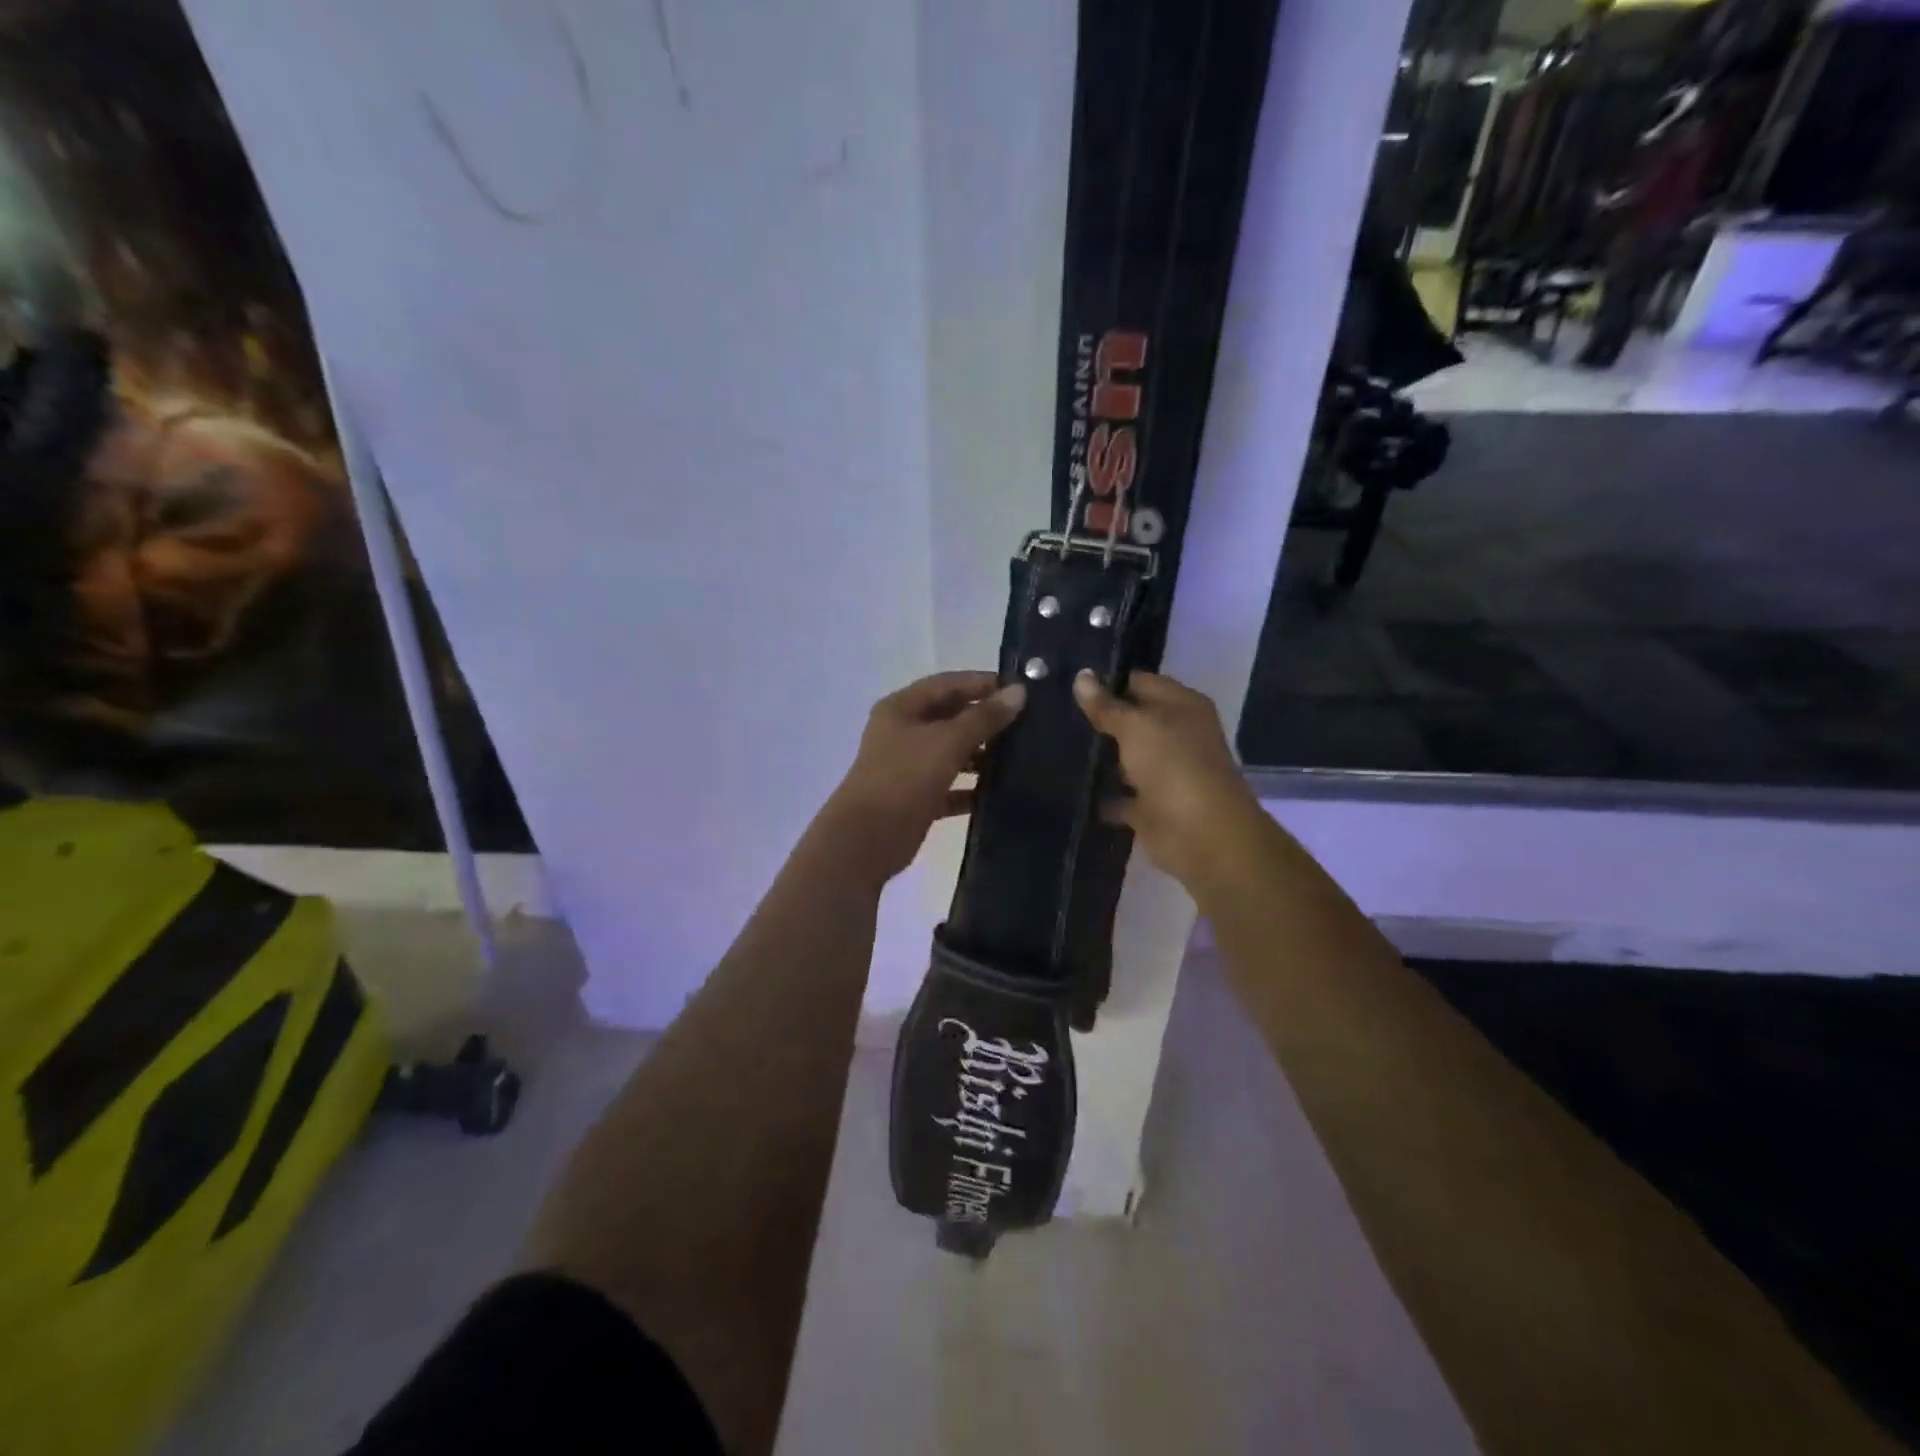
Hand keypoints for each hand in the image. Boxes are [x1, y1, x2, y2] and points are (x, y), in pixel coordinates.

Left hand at [823, 670, 1025, 884]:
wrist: (867, 839)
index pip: (947, 684)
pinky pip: (951, 786)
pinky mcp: (917, 798)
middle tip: (1028, 723)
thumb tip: (1018, 692)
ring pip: (952, 752)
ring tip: (1020, 756)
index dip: (982, 683)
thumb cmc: (904, 778)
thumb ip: (984, 717)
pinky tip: (1000, 791)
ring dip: (982, 754)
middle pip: (950, 717)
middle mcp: (903, 732)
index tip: (1021, 690)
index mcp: (902, 708)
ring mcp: (909, 766)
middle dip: (985, 719)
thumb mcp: (947, 741)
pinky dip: (972, 788)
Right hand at [1073, 669, 1257, 883]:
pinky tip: (1069, 787)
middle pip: (1132, 721)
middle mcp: (1176, 736)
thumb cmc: (1174, 767)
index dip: (1108, 680)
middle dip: (1098, 719)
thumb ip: (1107, 706)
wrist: (1202, 836)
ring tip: (1052, 744)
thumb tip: (1081, 676)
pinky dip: (1101, 795)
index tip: (1068, 681)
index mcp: (1182, 706)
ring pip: (1125, 758)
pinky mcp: (1150, 807)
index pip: (1140, 682)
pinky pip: (1119, 796)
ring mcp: (1163, 773)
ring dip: (1098, 757)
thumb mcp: (1136, 727)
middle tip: (1054, 712)